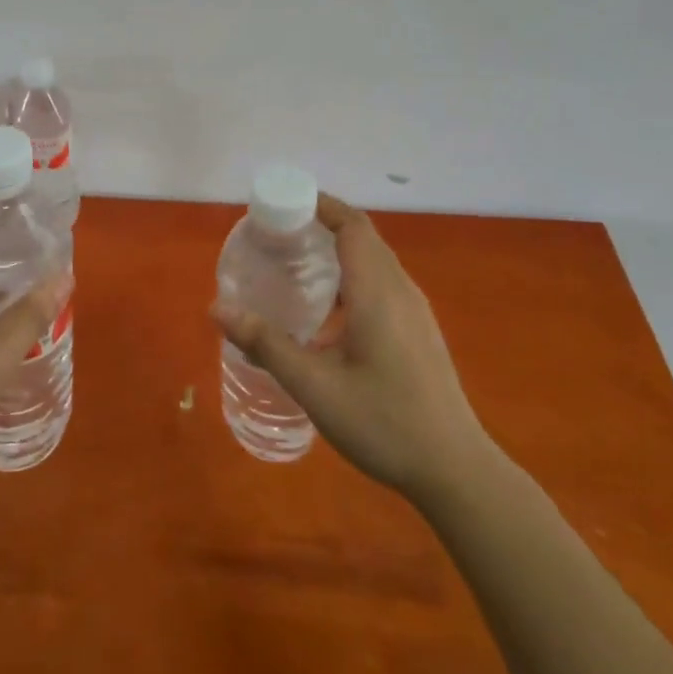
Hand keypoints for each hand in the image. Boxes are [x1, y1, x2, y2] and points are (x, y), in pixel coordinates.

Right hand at [215, 193, 488, 499]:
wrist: (455, 470)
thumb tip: (217, 309)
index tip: (283, 203)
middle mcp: (400, 291)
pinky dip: (351, 277)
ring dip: (338, 252)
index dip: (320, 205)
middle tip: (277, 235)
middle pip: (363, 238)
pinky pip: (382, 284)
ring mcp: (415, 312)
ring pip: (374, 262)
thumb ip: (266, 344)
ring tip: (295, 266)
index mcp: (378, 292)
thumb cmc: (384, 422)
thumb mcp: (315, 386)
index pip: (352, 225)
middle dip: (322, 225)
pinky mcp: (418, 332)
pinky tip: (327, 312)